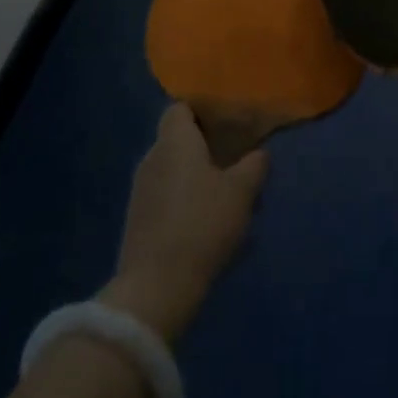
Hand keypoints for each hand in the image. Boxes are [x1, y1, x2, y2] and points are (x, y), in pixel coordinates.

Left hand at [99, 104, 268, 342]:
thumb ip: (254, 165)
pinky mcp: (138, 221)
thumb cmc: (202, 225)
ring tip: (226, 197)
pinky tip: (207, 224)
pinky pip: (166, 197)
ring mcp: (141, 191)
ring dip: (196, 179)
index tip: (228, 125)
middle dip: (205, 148)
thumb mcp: (241, 192)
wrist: (156, 288)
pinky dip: (185, 202)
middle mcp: (152, 158)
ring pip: (173, 171)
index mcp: (174, 142)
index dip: (203, 112)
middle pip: (178, 140)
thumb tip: (259, 153)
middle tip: (235, 162)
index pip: (180, 108)